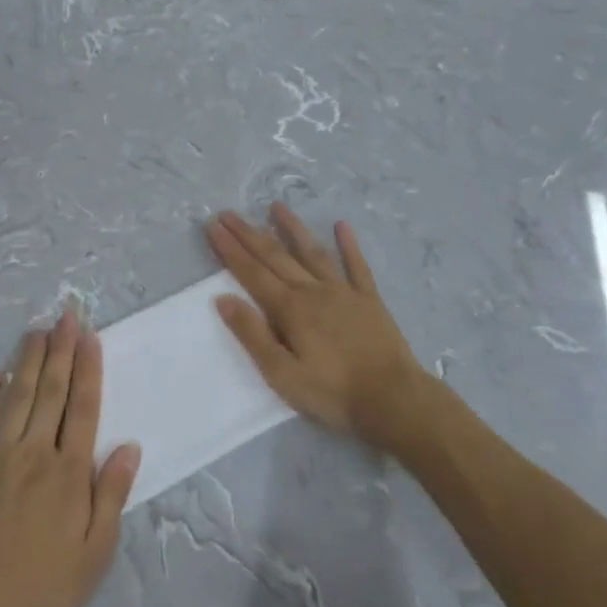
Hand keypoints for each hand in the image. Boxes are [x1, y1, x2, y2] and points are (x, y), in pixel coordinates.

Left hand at [0, 309, 140, 606]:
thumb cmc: (42, 585)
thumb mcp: (95, 552)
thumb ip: (112, 495)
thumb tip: (130, 447)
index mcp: (69, 471)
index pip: (83, 408)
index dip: (88, 370)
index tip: (90, 337)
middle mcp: (35, 451)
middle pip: (51, 392)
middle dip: (61, 351)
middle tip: (66, 316)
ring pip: (16, 397)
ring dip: (28, 361)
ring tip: (37, 332)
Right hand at [207, 204, 428, 447]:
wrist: (394, 400)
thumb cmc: (333, 393)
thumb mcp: (282, 374)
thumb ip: (253, 335)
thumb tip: (223, 299)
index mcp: (290, 309)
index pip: (252, 273)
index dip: (230, 249)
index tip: (212, 226)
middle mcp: (313, 291)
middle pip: (275, 256)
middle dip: (249, 234)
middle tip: (229, 213)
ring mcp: (344, 292)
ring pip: (312, 252)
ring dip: (293, 228)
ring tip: (276, 206)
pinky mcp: (369, 300)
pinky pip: (357, 266)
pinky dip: (349, 245)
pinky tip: (341, 225)